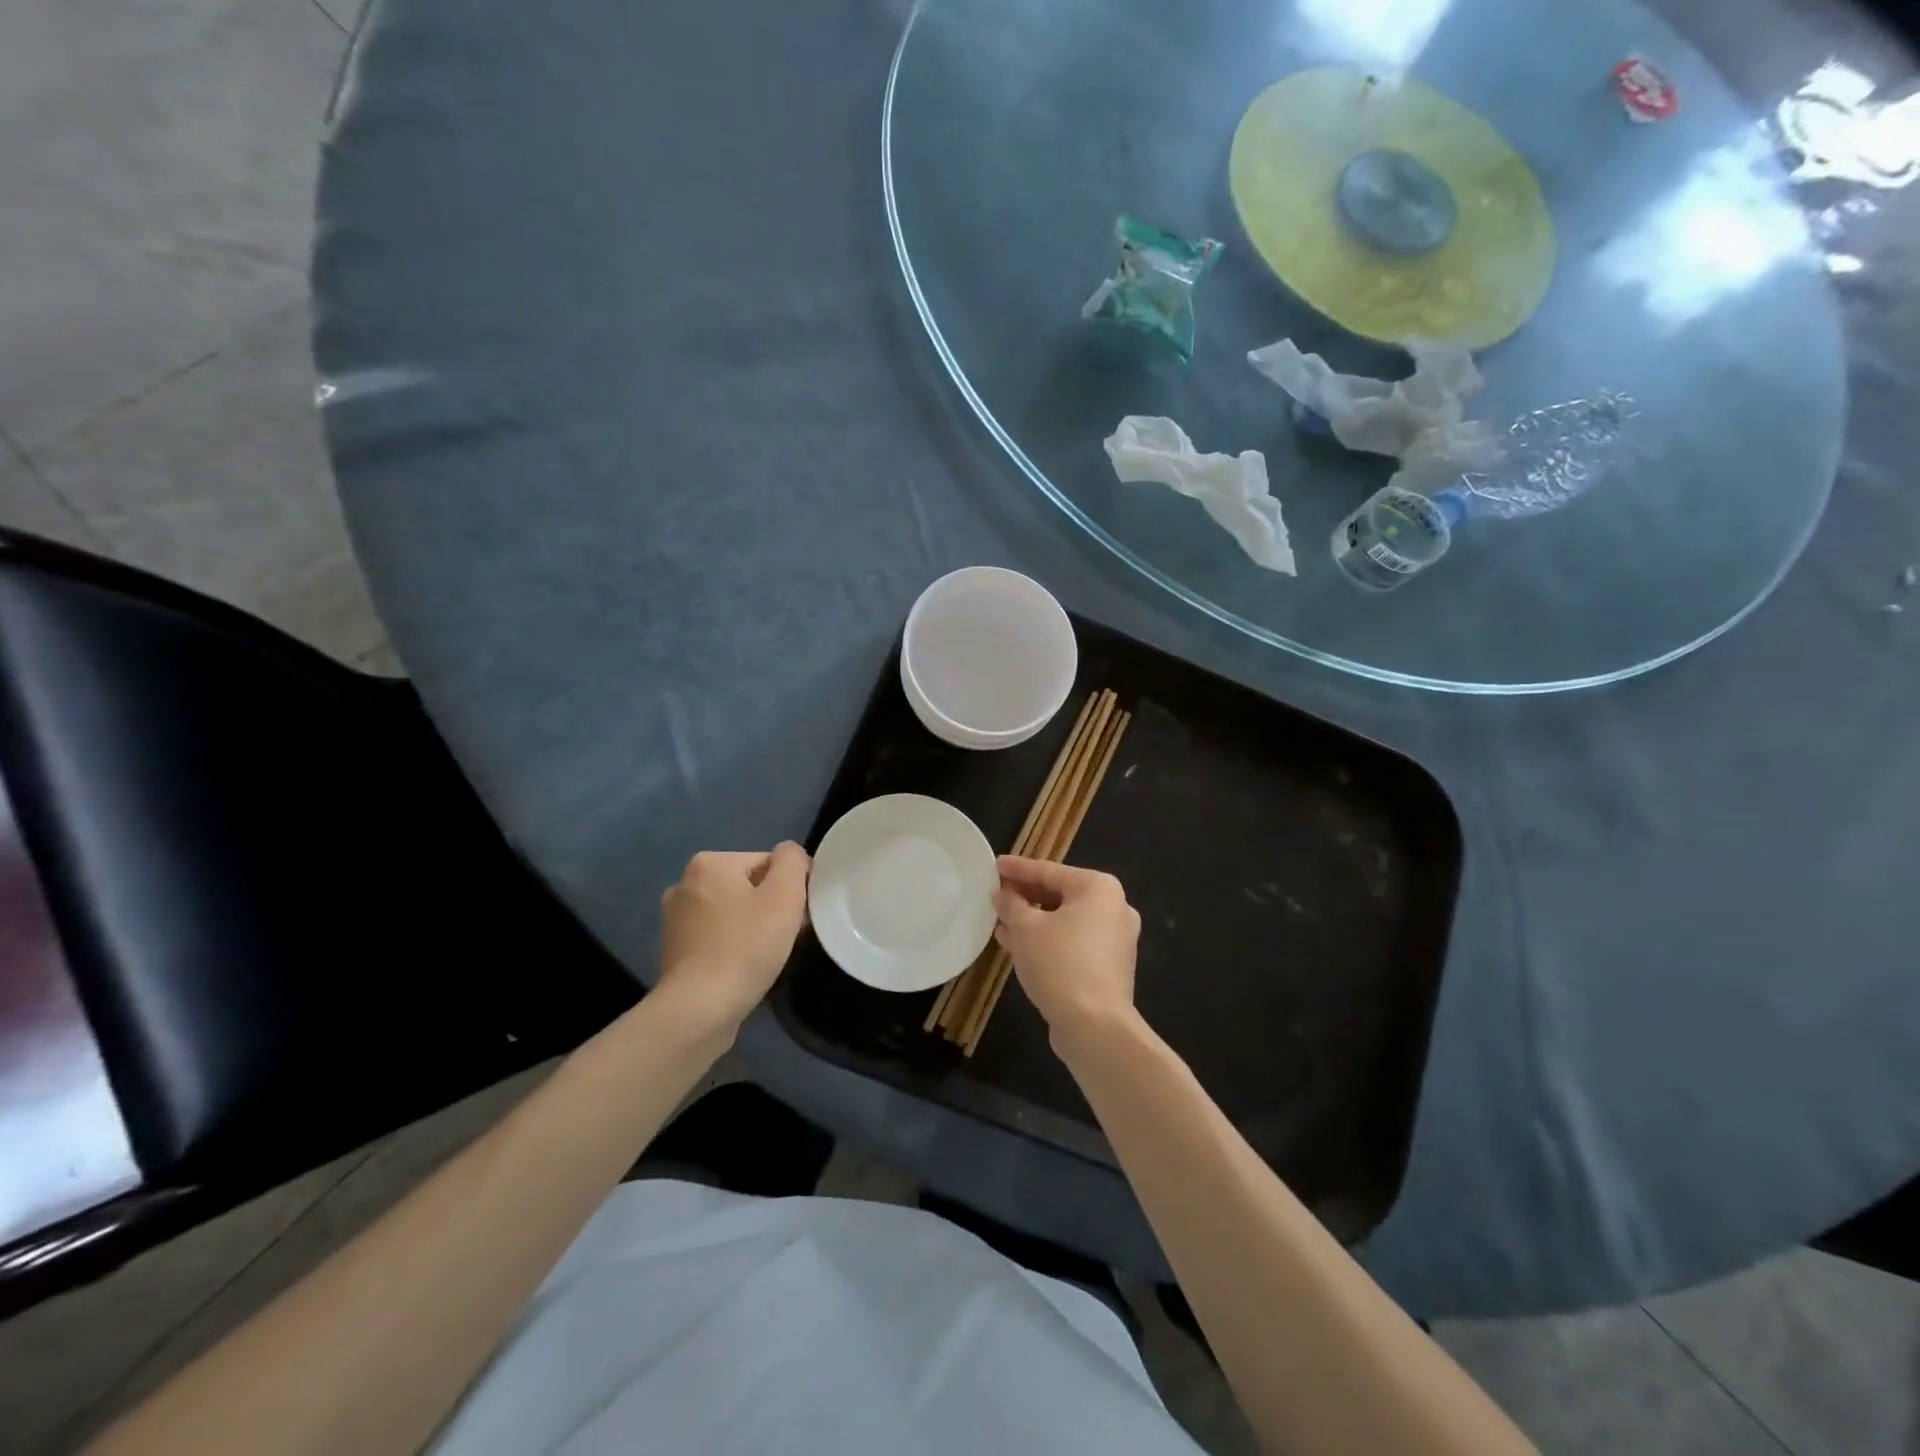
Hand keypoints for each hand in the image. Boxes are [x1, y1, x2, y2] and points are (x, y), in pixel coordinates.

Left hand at [658, 844, 809, 1031]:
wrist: (699, 1010)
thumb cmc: (746, 947)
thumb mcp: (785, 895)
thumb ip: (792, 861)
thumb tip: (789, 854)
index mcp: (710, 863)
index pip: (767, 862)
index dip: (790, 887)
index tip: (799, 916)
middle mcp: (685, 883)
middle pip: (747, 886)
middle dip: (770, 906)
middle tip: (785, 937)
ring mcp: (674, 918)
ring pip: (732, 912)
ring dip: (752, 927)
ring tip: (765, 955)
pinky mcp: (673, 950)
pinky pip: (716, 936)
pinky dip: (732, 946)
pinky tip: (743, 968)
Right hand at [992, 857, 1140, 1046]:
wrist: (1095, 1027)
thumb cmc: (1060, 963)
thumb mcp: (1025, 928)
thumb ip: (1011, 904)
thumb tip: (1002, 894)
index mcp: (1098, 888)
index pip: (1049, 871)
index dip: (1017, 869)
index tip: (993, 866)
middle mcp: (1114, 908)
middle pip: (1060, 895)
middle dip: (1025, 896)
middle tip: (996, 894)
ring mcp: (1115, 940)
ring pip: (1065, 921)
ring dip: (1033, 920)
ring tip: (1000, 920)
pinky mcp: (1109, 967)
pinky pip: (1072, 943)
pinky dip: (1047, 940)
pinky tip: (1016, 945)